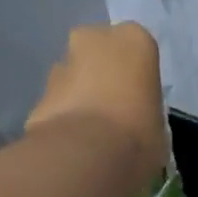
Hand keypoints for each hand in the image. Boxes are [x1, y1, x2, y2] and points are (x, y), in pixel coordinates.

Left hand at [27, 23, 168, 193]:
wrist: (86, 157)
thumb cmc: (138, 137)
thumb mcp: (159, 129)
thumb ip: (146, 114)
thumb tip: (137, 123)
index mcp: (134, 40)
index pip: (139, 53)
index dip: (138, 81)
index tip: (139, 106)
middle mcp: (94, 39)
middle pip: (100, 56)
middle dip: (103, 79)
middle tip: (113, 116)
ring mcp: (61, 64)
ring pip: (74, 77)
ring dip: (79, 97)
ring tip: (90, 135)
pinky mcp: (38, 94)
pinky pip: (57, 104)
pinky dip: (62, 119)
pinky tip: (71, 146)